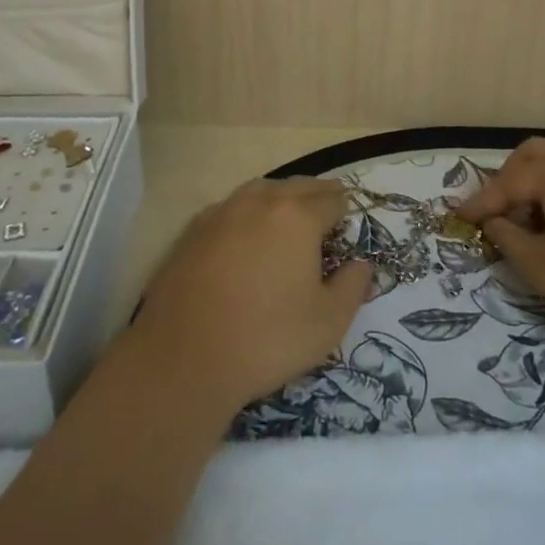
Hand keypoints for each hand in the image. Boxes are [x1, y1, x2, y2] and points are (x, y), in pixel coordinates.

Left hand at [134, 178, 372, 412]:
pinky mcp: (193, 230)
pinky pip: (231, 208)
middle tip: (327, 218)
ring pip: (262, 191)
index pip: (333, 200)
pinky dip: (247, 214)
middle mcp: (260, 201)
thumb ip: (353, 286)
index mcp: (297, 216)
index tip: (346, 233)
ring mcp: (222, 212)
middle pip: (298, 186)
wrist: (183, 358)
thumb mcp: (328, 323)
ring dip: (281, 199)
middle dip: (317, 198)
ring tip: (289, 221)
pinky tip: (246, 237)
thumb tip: (361, 264)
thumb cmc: (267, 339)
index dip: (345, 215)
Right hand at [457, 138, 544, 352]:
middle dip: (508, 178)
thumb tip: (496, 224)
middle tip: (496, 211)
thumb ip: (509, 240)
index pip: (508, 181)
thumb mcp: (544, 268)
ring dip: (538, 178)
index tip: (459, 218)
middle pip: (534, 154)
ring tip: (531, 214)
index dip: (481, 201)